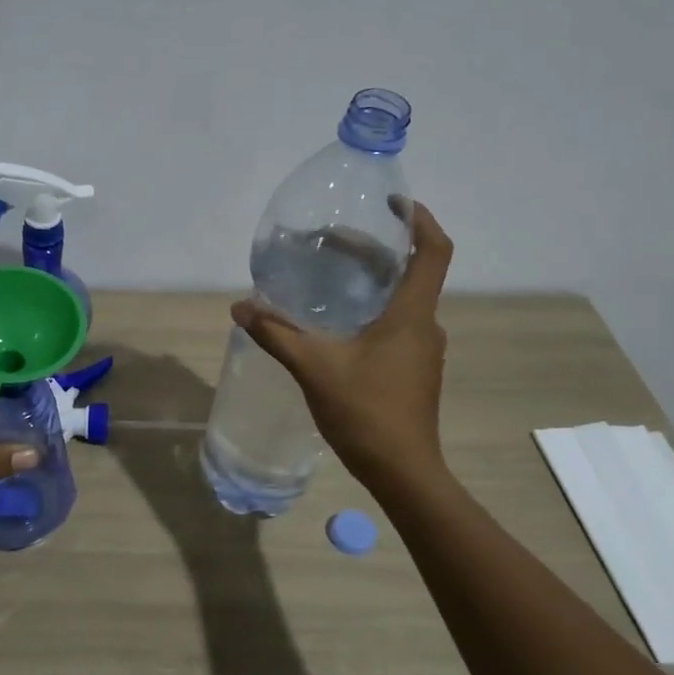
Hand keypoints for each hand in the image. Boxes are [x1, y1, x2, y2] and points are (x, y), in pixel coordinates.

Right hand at [231, 199, 455, 493]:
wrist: (402, 471)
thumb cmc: (366, 412)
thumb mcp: (315, 368)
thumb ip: (277, 334)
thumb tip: (241, 308)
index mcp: (411, 315)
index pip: (432, 251)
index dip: (419, 220)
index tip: (394, 203)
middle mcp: (424, 325)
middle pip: (410, 271)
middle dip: (375, 250)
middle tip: (333, 241)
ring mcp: (421, 350)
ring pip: (402, 300)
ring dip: (373, 281)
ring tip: (333, 276)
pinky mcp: (413, 370)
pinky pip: (396, 325)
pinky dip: (372, 310)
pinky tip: (339, 324)